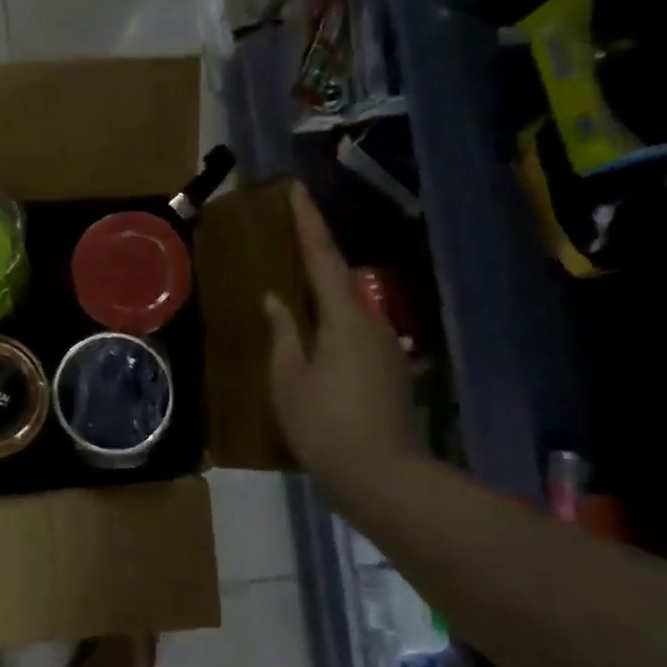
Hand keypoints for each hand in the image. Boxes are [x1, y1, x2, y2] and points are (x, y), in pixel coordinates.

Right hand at [263, 183, 420, 496]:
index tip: (297, 190)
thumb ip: (283, 334)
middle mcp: (372, 324)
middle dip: (315, 261)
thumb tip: (276, 300)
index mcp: (345, 319)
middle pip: (339, 283)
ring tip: (294, 302)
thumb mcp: (288, 380)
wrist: (382, 477)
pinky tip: (315, 348)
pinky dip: (332, 331)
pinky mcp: (390, 373)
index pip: (323, 259)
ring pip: (348, 314)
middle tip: (288, 245)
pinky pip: (355, 338)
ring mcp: (386, 349)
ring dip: (323, 303)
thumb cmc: (324, 425)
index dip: (309, 223)